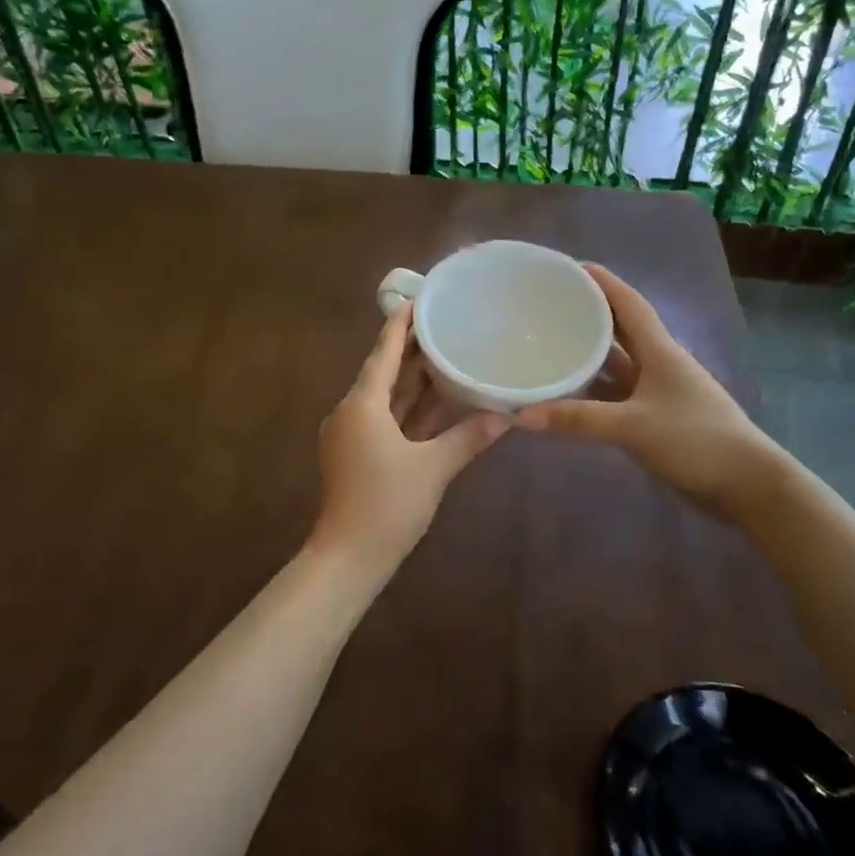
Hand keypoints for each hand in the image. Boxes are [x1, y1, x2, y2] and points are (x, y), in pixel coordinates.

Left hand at [310, 305, 509, 575]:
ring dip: (411, 379)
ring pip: (385, 397)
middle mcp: (352, 411)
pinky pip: (385, 419)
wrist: (349, 557)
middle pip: (383, 371)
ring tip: (443, 352)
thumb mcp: (433, 468)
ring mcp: (352, 434)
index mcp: (362, 404)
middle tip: (441, 322)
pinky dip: (408, 409)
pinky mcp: (356, 453)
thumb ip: (468, 437)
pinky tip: (434, 400)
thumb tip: (505, 415)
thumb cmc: (388, 505)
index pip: (382, 352)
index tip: (419, 298)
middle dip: (410, 349)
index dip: (400, 324)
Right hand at [514, 264, 786, 520]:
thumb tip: (522, 415)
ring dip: (590, 354)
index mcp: (660, 351)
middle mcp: (659, 364)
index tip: (571, 267)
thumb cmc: (694, 440)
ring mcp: (659, 392)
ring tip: (551, 343)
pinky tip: (569, 393)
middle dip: (589, 314)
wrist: (746, 485)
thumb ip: (578, 419)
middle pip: (621, 329)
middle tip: (550, 306)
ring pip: (618, 364)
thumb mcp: (632, 427)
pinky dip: (594, 390)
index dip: (603, 282)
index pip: (629, 303)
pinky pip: (618, 394)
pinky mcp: (657, 418)